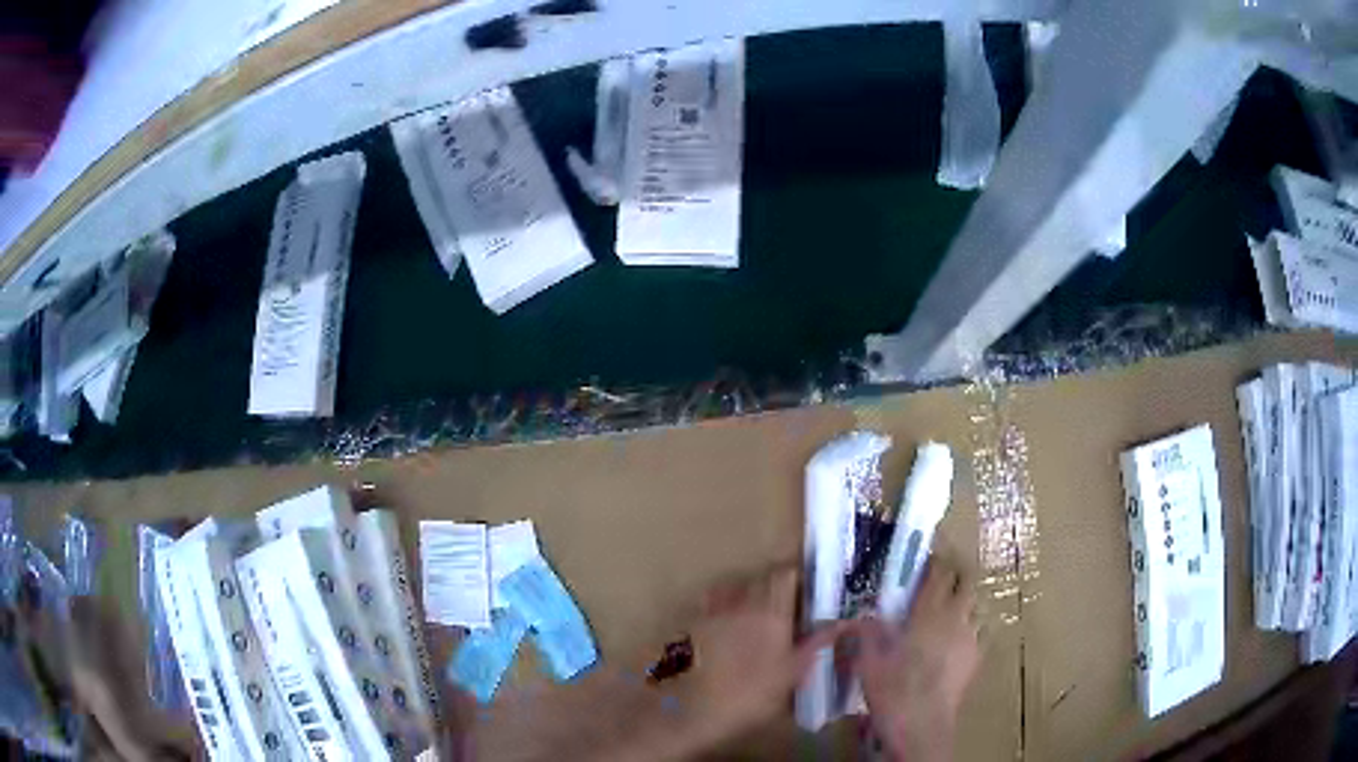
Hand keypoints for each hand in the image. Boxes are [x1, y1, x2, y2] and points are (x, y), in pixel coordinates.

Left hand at [674, 566, 845, 746]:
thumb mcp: (790, 675)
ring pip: (734, 588)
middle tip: (786, 607)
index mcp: (771, 612)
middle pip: (760, 578)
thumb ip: (815, 645)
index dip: (796, 577)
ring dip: (747, 594)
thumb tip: (841, 624)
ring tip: (756, 616)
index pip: (785, 574)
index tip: (807, 589)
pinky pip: (711, 603)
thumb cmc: (748, 697)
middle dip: (774, 587)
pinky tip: (726, 626)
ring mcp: (712, 609)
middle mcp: (741, 601)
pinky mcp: (689, 622)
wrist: (688, 710)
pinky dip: (722, 607)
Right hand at [853, 556, 979, 761]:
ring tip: (951, 611)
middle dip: (957, 576)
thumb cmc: (892, 690)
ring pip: (977, 605)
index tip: (927, 559)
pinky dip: (972, 628)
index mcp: (928, 612)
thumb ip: (867, 633)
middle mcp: (955, 618)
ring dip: (966, 603)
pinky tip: (959, 641)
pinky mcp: (977, 657)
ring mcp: (970, 637)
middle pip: (968, 582)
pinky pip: (981, 631)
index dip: (936, 561)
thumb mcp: (868, 661)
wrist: (921, 724)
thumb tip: (863, 617)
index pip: (941, 572)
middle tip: (942, 582)